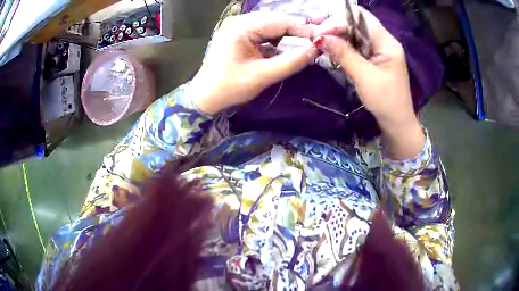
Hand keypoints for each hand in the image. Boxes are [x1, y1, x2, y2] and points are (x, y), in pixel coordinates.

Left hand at [190, 13, 319, 114]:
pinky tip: (290, 43)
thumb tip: (315, 50)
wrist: (206, 97)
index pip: (279, 21)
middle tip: (318, 39)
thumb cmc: (229, 88)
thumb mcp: (262, 76)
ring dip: (290, 33)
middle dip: (298, 29)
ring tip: (307, 41)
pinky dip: (279, 37)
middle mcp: (240, 21)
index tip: (323, 37)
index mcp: (241, 28)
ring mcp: (239, 27)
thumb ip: (291, 62)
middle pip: (276, 20)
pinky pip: (265, 31)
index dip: (303, 28)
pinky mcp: (240, 34)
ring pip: (272, 25)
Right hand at [313, 8, 424, 158]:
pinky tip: (331, 47)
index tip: (320, 29)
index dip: (340, 18)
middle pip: (358, 22)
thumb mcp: (363, 77)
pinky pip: (357, 44)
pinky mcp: (375, 57)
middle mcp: (384, 41)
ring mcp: (379, 49)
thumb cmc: (385, 101)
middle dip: (336, 24)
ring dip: (337, 34)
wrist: (397, 122)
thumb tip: (320, 36)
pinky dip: (343, 44)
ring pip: (355, 33)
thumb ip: (343, 53)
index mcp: (387, 42)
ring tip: (319, 38)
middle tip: (315, 32)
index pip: (362, 17)